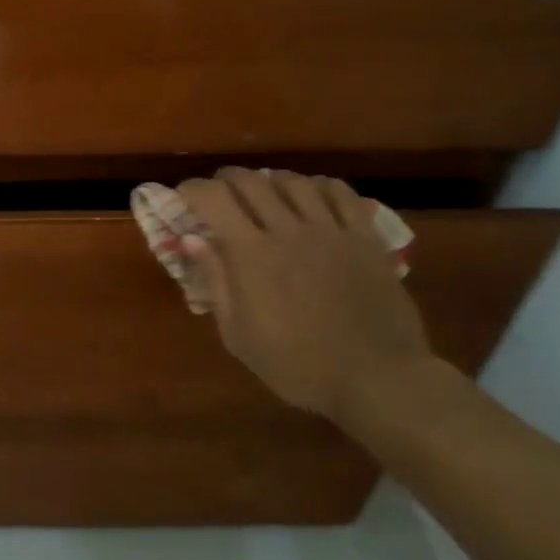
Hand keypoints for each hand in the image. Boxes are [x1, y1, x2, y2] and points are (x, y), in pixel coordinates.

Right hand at [178, 168, 431, 421]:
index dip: (192, 189)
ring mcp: (331, 230)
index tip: (183, 196)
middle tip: (218, 194)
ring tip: (264, 193)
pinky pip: (341, 193)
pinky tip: (312, 197)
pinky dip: (318, 186)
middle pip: (250, 181)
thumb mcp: (238, 335)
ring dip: (270, 180)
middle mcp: (288, 230)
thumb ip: (215, 282)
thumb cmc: (297, 365)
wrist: (376, 380)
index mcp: (251, 254)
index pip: (213, 199)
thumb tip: (192, 240)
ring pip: (294, 181)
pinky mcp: (364, 238)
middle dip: (225, 180)